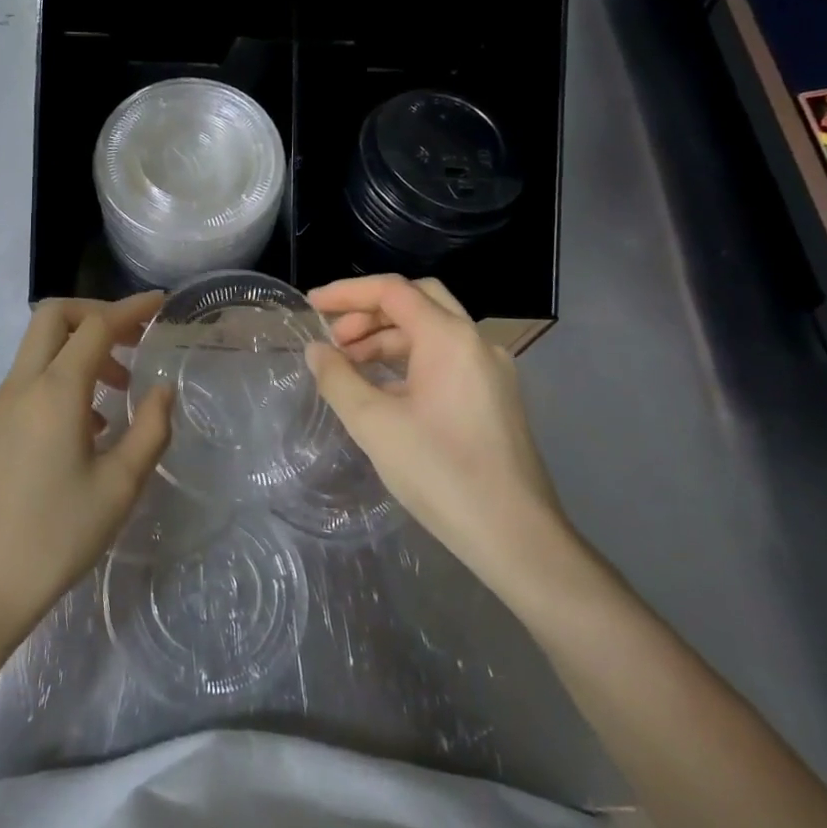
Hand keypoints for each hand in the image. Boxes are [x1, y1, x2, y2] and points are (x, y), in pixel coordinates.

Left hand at [0, 293, 174, 647]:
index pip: (95, 326)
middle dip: (96, 314)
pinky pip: (31, 378)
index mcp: (55, 392)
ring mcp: (2, 406)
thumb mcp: (120, 486)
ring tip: (120, 388)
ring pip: (40, 347)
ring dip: (80, 348)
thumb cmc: (58, 536)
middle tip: (134, 339)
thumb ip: (151, 429)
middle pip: (54, 318)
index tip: (161, 304)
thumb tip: (163, 390)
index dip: (131, 309)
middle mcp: (23, 386)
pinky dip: (64, 376)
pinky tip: (91, 422)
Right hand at [306, 274, 572, 596]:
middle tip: (334, 339)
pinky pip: (445, 359)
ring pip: (432, 331)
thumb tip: (317, 351)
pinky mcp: (494, 397)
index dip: (347, 293)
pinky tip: (383, 391)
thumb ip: (338, 378)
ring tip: (350, 367)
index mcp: (449, 338)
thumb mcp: (373, 424)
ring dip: (387, 339)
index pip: (392, 291)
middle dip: (369, 312)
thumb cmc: (440, 472)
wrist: (515, 535)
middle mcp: (476, 342)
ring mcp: (490, 370)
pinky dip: (409, 361)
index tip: (311, 306)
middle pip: (417, 301)